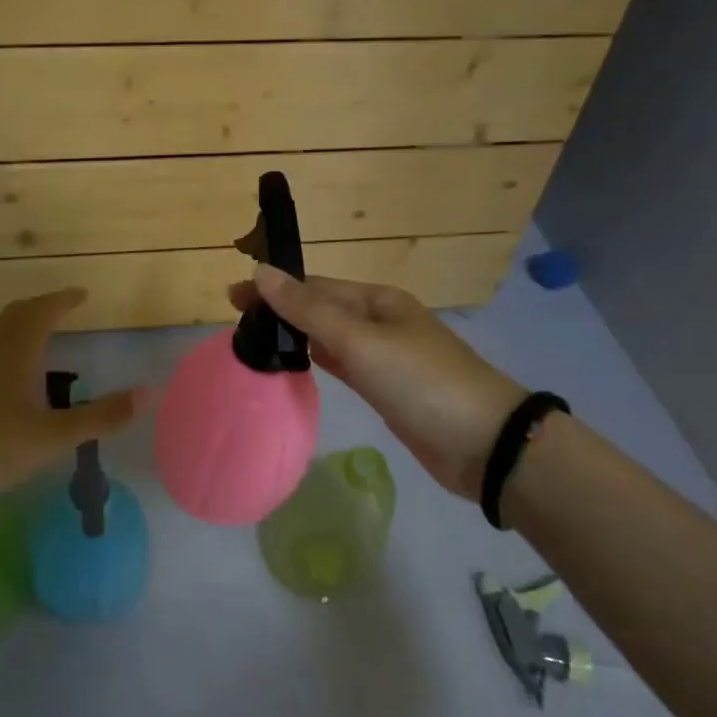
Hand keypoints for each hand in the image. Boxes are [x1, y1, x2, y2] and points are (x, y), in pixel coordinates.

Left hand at [0, 288, 142, 500]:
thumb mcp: (53, 437)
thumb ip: (100, 417)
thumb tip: (148, 393)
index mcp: (17, 350)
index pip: (43, 311)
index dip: (63, 300)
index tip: (81, 295)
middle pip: (14, 314)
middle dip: (39, 308)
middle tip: (58, 310)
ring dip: (13, 324)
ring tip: (28, 334)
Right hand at [228, 266, 524, 502]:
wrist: (485, 444)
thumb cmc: (421, 382)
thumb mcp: (361, 341)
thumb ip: (309, 309)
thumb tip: (261, 272)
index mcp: (377, 300)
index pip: (314, 286)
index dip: (273, 288)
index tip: (231, 297)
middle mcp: (379, 321)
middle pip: (320, 309)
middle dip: (280, 310)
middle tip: (235, 323)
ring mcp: (384, 356)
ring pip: (329, 337)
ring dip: (294, 335)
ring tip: (254, 341)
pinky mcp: (385, 389)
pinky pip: (342, 365)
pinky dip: (316, 360)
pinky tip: (294, 364)